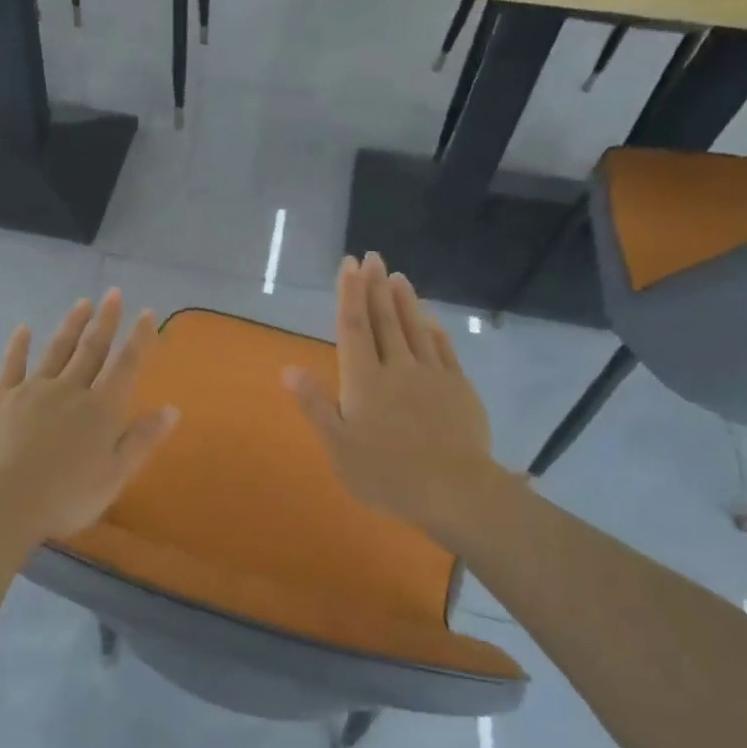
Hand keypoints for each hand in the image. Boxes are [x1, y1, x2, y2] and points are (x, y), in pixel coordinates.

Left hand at [0, 289, 179, 540]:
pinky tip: (24, 329)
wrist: (6, 501)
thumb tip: (172, 409)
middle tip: (113, 294)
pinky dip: (19, 346)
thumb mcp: (115, 475)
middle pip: (92, 349)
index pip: (126, 365)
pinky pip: (13, 365)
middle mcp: (71, 390)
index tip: (147, 313)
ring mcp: (34, 390)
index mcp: (102, 409)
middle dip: (105, 321)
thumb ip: (142, 439)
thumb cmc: (68, 496)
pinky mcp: (3, 399)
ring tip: (82, 303)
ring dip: (71, 326)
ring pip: (57, 350)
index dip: (139, 338)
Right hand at [284, 254, 494, 541]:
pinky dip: (434, 330)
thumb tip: (288, 369)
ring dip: (405, 300)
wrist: (453, 490)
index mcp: (363, 380)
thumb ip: (315, 404)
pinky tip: (431, 320)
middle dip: (376, 286)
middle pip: (384, 319)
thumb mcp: (338, 446)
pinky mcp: (458, 388)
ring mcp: (432, 375)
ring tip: (398, 276)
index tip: (349, 264)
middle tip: (373, 256)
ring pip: (415, 328)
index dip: (350, 294)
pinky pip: (444, 350)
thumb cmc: (386, 473)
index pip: (354, 327)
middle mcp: (396, 368)